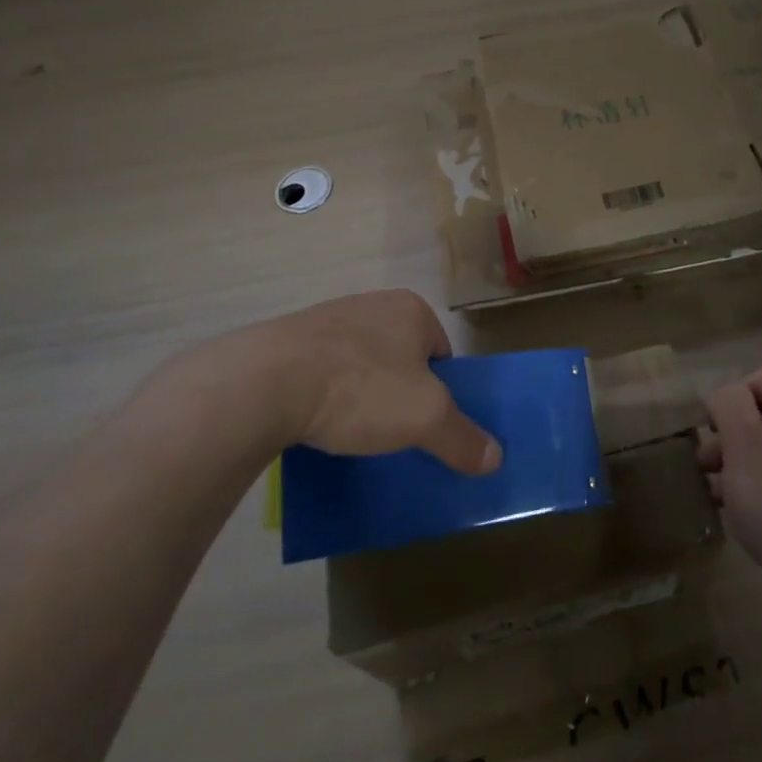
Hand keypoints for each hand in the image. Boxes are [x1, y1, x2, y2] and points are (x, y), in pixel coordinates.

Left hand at [233, 290, 500, 473]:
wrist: (266, 381)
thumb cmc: (361, 388)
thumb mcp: (425, 419)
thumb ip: (462, 437)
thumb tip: (495, 458)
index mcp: (411, 308)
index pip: (440, 352)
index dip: (439, 390)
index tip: (423, 422)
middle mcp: (372, 303)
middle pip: (400, 357)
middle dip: (398, 392)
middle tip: (390, 430)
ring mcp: (327, 319)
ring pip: (360, 364)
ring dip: (359, 394)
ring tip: (350, 430)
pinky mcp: (289, 340)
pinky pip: (322, 371)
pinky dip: (324, 394)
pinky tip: (315, 420)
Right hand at [698, 366, 761, 602]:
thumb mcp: (741, 442)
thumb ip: (728, 403)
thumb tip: (730, 397)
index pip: (761, 378)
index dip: (731, 402)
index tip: (714, 436)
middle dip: (733, 433)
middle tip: (709, 465)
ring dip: (745, 459)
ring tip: (719, 491)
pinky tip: (746, 507)